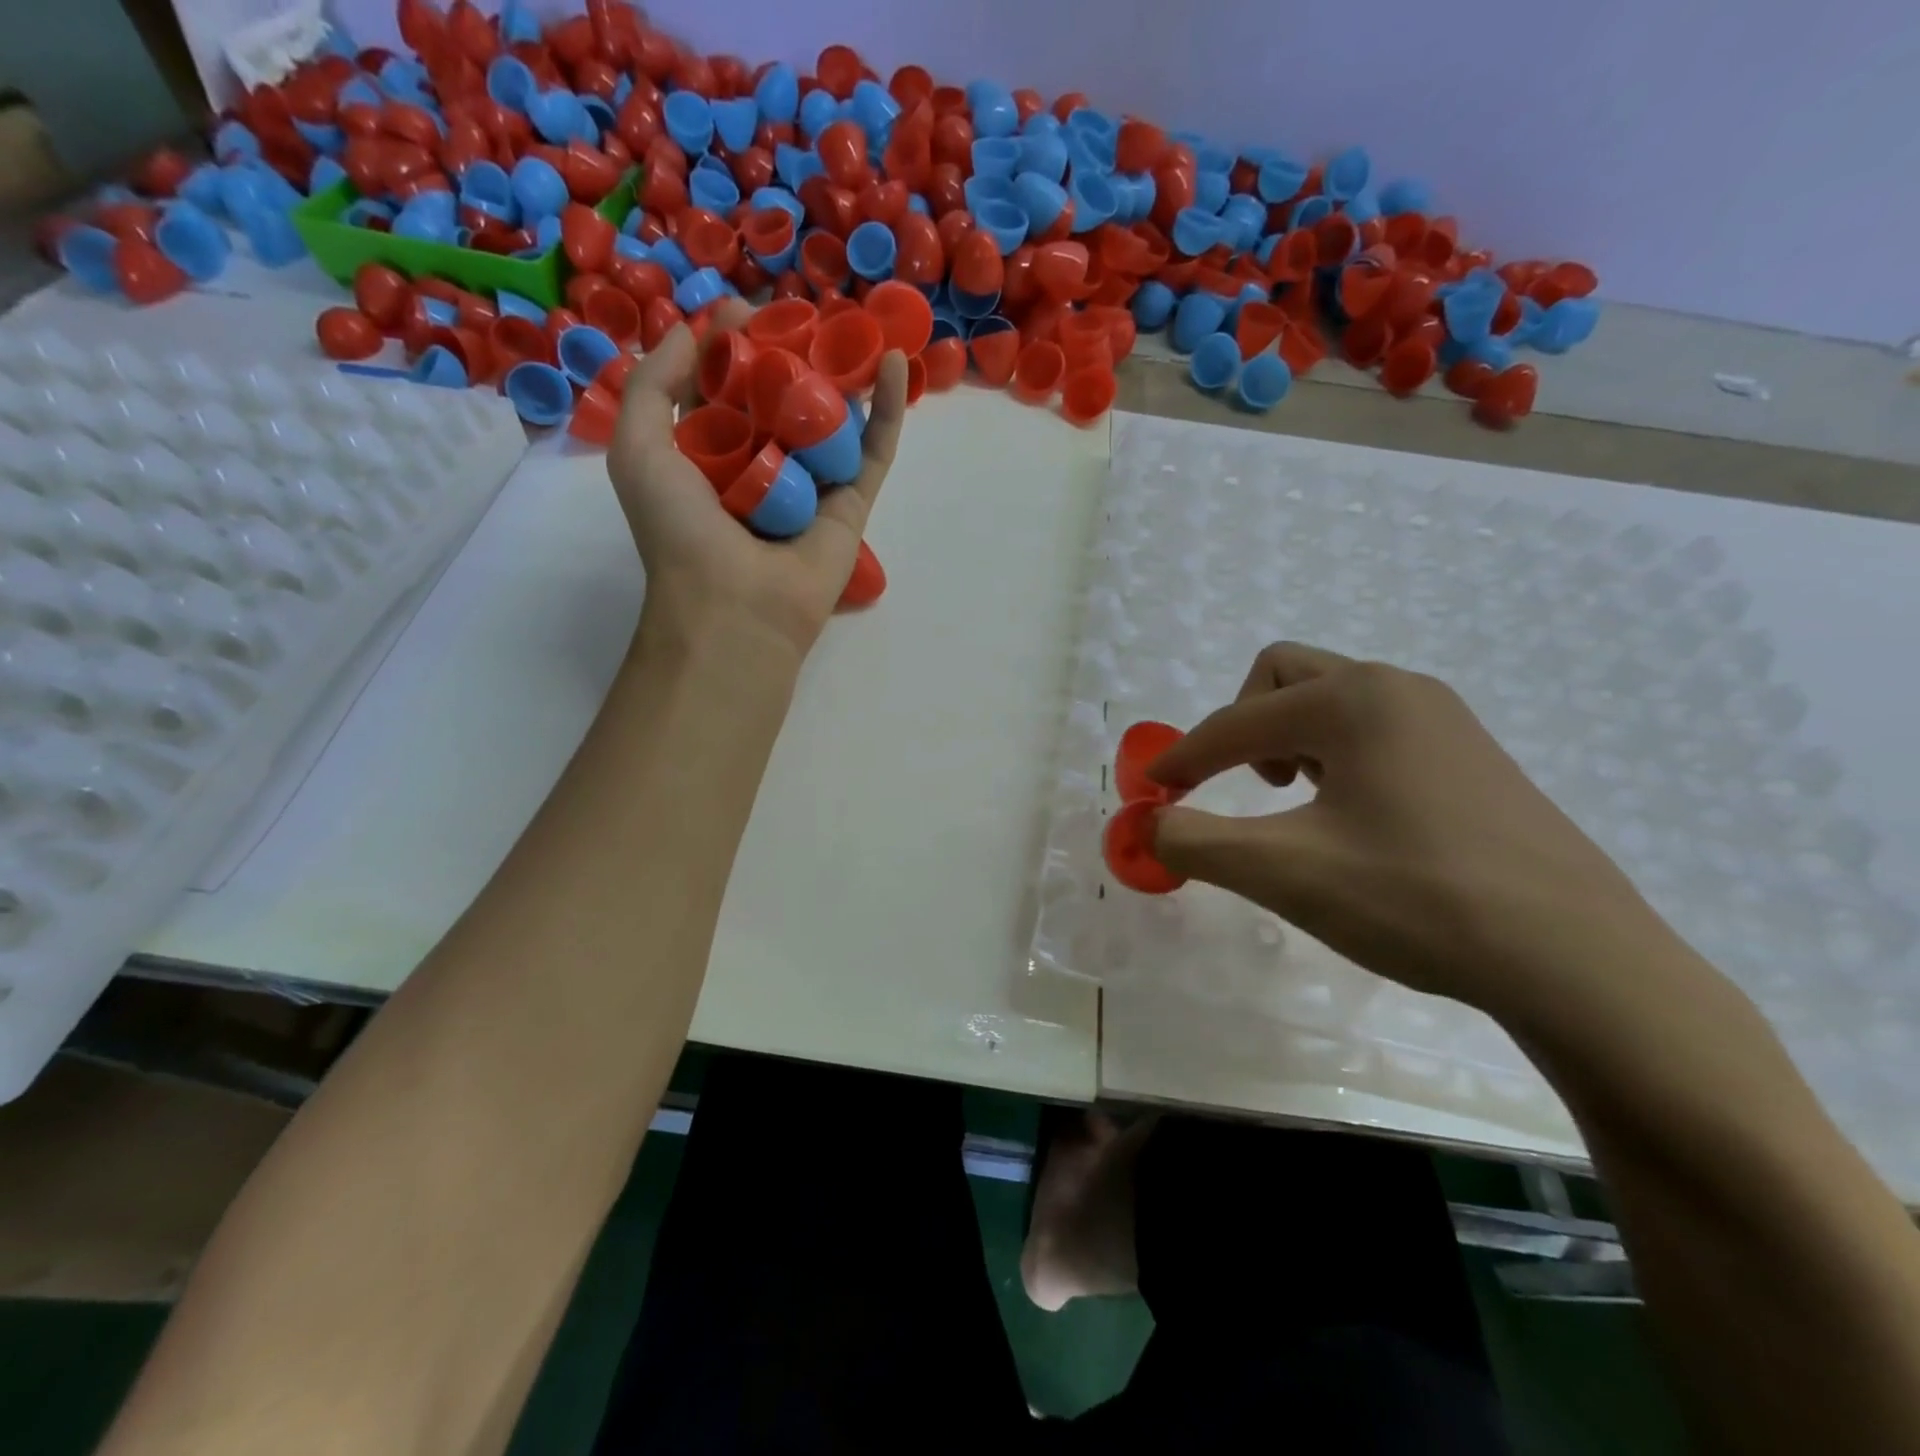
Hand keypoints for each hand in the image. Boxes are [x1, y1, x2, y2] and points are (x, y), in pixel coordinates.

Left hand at [606, 305, 908, 663]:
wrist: (737, 608)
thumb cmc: (680, 533)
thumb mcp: (639, 451)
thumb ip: (652, 388)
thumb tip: (694, 336)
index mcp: (708, 457)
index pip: (723, 389)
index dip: (731, 347)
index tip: (742, 312)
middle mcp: (762, 468)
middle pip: (781, 399)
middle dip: (790, 354)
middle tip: (800, 314)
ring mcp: (811, 486)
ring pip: (832, 420)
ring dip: (842, 374)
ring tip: (852, 326)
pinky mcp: (852, 505)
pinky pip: (873, 451)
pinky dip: (889, 409)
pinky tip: (898, 364)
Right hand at [1148, 642, 1675, 1019]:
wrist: (1577, 959)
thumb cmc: (1416, 899)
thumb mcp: (1284, 872)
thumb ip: (1196, 842)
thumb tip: (1147, 827)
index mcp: (1351, 701)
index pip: (1236, 722)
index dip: (1182, 758)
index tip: (1151, 794)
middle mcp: (1397, 689)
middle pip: (1285, 677)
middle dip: (1242, 725)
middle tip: (1241, 785)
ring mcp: (1442, 720)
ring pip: (1332, 701)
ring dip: (1289, 739)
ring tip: (1294, 805)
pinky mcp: (1469, 757)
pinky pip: (1373, 730)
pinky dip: (1334, 757)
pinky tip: (1350, 818)